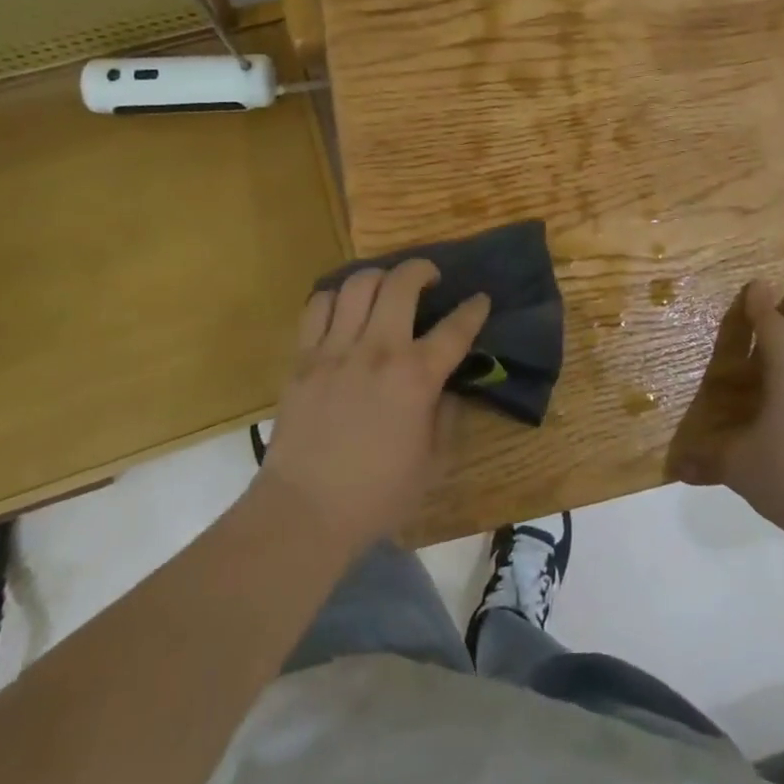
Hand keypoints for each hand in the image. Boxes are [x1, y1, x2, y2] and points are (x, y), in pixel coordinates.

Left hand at [256, 260, 489, 553]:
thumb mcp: (434, 462)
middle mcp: (378, 351)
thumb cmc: (377, 495)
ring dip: (379, 277)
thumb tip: (448, 386)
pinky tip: (344, 308)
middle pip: (401, 283)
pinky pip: (317, 307)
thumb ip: (447, 416)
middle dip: (422, 269)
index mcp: (416, 378)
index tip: (480, 300)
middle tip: (429, 278)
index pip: (456, 328)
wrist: (305, 513)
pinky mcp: (302, 358)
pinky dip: (334, 297)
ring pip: (357, 284)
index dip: (474, 309)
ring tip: (385, 288)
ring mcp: (335, 350)